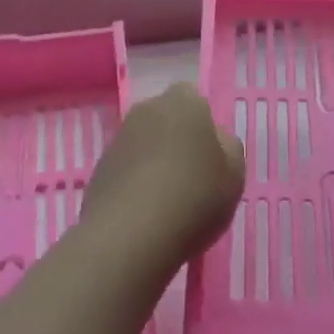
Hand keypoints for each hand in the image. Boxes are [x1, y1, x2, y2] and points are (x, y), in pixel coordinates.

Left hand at [83, 83, 244, 267]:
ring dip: (154, 160)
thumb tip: (214, 138)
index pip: (194, 99)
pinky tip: (145, 211)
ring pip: (144, 142)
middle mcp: (146, 110)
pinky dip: (135, 181)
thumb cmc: (194, 198)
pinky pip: (126, 167)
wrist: (130, 235)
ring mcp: (118, 138)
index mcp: (183, 103)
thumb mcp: (234, 175)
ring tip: (168, 199)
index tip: (210, 155)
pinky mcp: (99, 167)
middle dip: (176, 137)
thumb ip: (228, 147)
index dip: (203, 124)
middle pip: (166, 118)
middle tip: (191, 174)